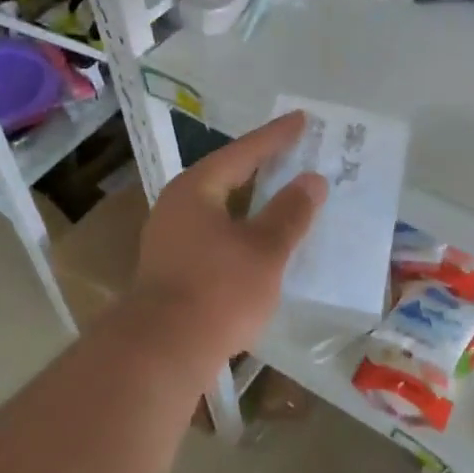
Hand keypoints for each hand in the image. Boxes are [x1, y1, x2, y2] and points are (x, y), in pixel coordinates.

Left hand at [127, 112, 327, 378]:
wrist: (161, 353)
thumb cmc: (218, 290)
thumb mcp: (265, 249)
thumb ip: (290, 212)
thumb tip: (312, 181)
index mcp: (196, 189)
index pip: (243, 152)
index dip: (276, 136)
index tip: (302, 119)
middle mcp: (177, 206)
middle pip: (227, 176)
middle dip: (263, 166)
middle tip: (295, 153)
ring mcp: (170, 238)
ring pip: (221, 208)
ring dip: (253, 201)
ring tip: (284, 194)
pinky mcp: (173, 269)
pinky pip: (216, 233)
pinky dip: (243, 228)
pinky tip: (261, 240)